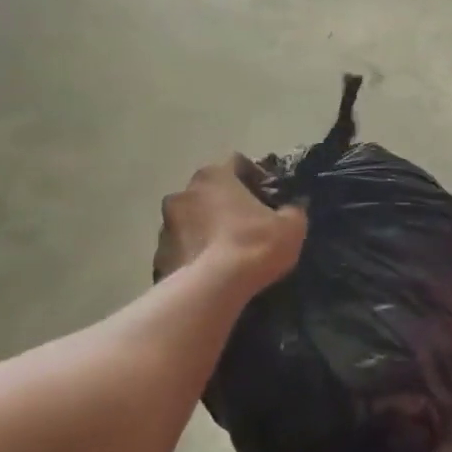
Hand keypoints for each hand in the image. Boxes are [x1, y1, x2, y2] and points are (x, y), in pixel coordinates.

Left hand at [154, 156, 305, 293]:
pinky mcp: (158, 255)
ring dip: (207, 227)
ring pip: (192, 219)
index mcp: (214, 176)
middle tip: (248, 223)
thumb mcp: (291, 226)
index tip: (267, 195)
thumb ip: (292, 210)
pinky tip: (213, 269)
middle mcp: (183, 193)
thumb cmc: (255, 244)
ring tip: (228, 249)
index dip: (254, 176)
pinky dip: (195, 252)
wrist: (214, 288)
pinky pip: (182, 247)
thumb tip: (291, 208)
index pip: (235, 163)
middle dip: (226, 202)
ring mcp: (165, 224)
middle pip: (210, 191)